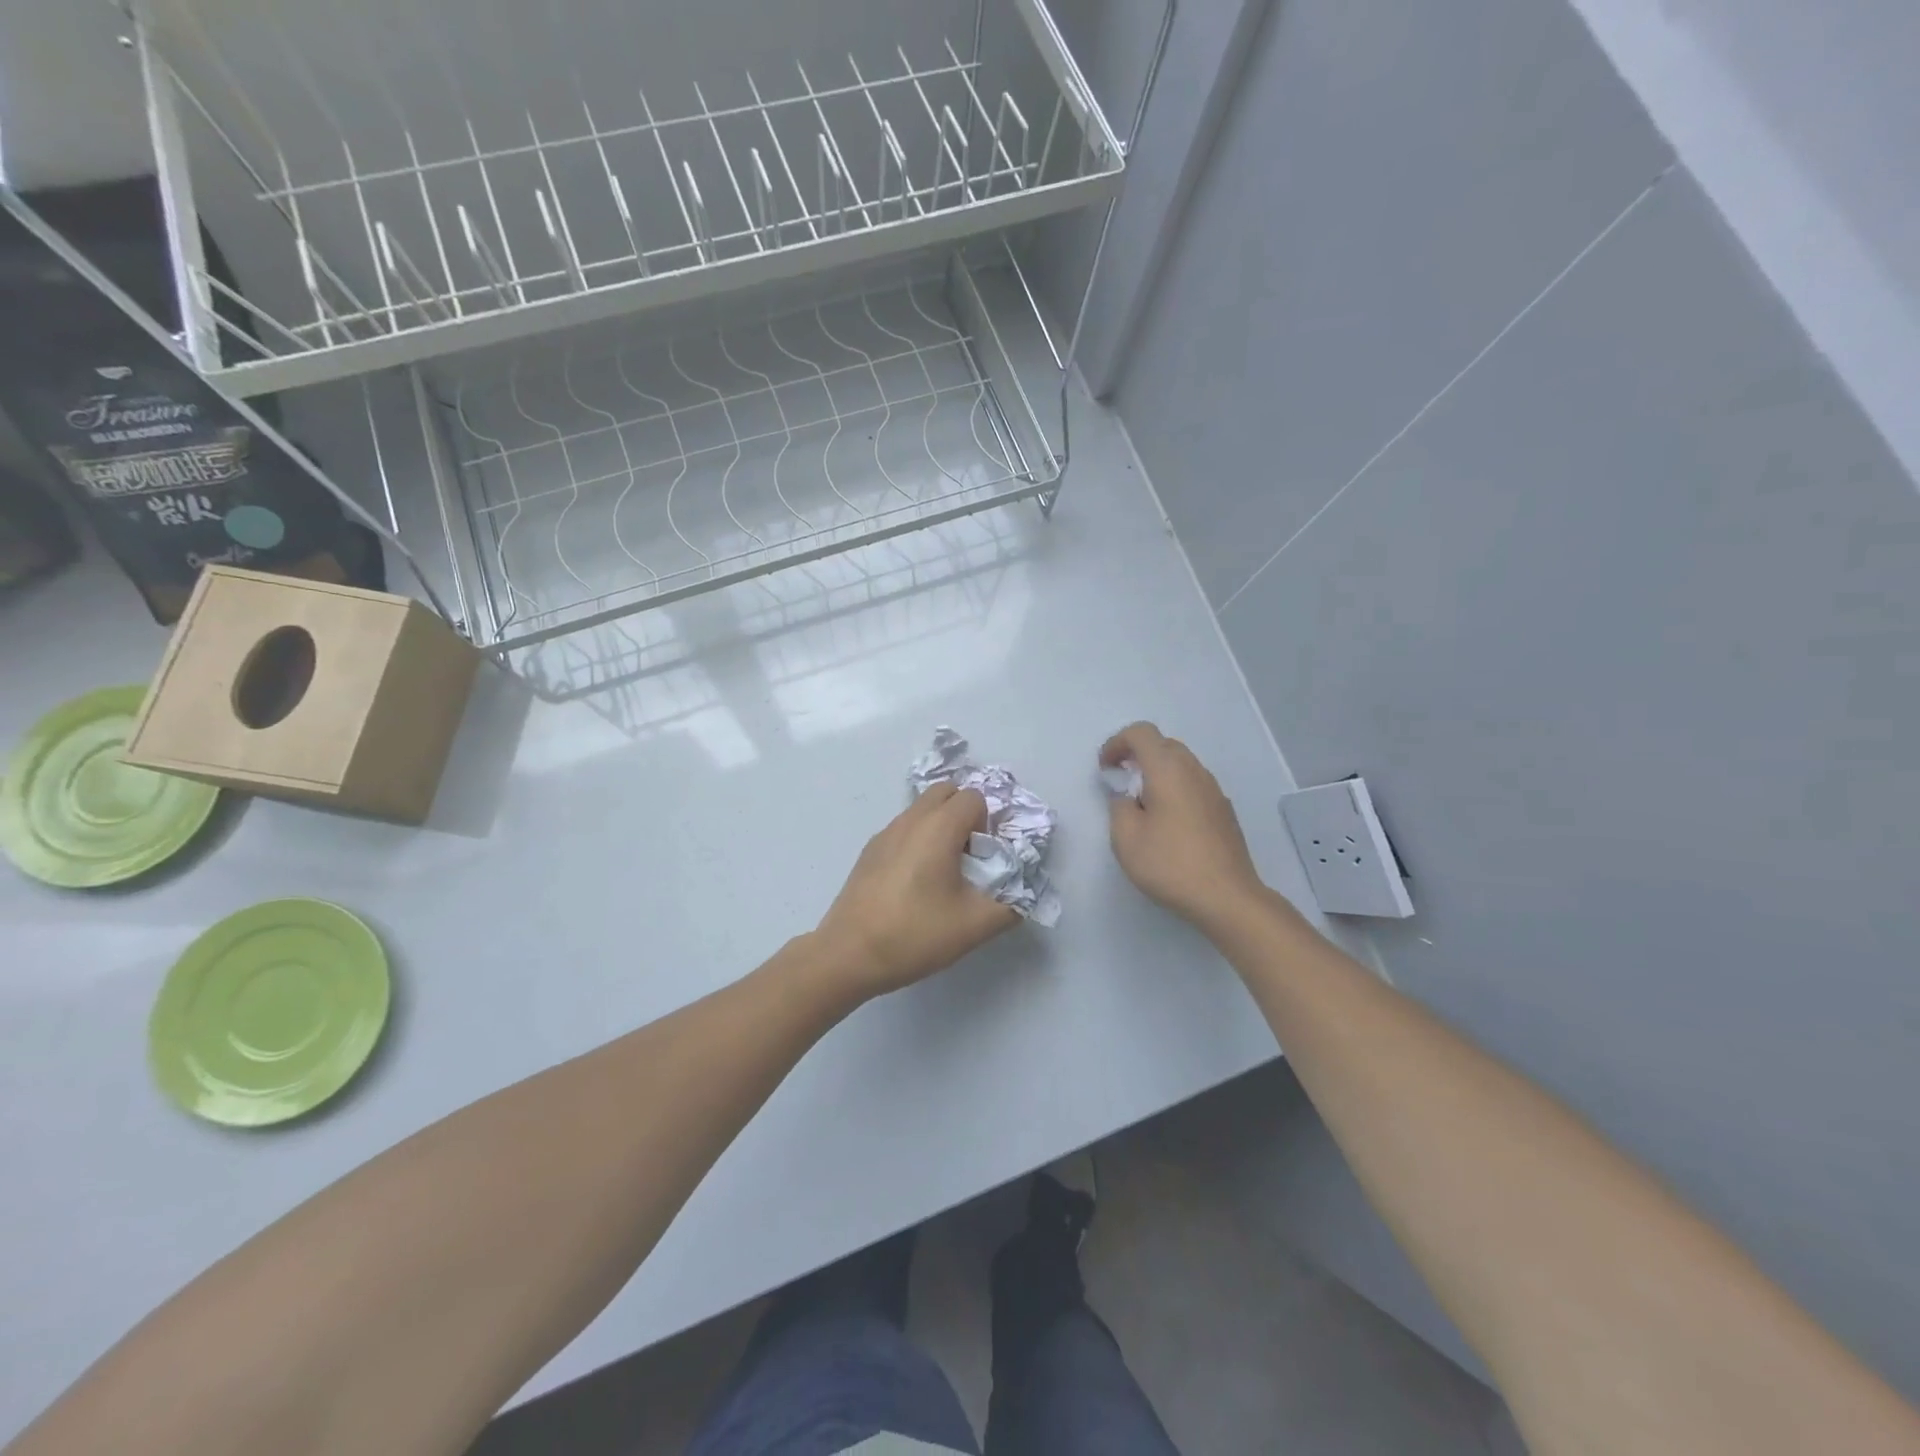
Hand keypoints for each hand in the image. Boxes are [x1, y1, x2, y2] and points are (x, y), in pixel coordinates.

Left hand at [813, 783, 1020, 998]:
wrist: (848, 954)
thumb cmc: (914, 934)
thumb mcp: (974, 926)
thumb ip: (1011, 905)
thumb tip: (1021, 893)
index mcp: (938, 827)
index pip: (974, 797)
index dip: (989, 822)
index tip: (987, 857)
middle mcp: (910, 819)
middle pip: (947, 792)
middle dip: (966, 814)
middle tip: (971, 856)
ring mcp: (885, 833)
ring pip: (923, 809)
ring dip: (942, 826)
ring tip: (945, 872)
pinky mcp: (870, 850)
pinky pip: (905, 828)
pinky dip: (919, 839)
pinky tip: (917, 882)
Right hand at [1102, 722, 1266, 926]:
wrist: (1227, 896)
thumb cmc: (1170, 864)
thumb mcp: (1125, 837)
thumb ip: (1118, 806)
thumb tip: (1127, 796)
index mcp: (1168, 769)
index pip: (1141, 733)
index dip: (1117, 743)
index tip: (1106, 769)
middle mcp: (1194, 770)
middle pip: (1163, 744)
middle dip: (1137, 756)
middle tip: (1121, 783)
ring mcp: (1213, 789)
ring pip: (1181, 764)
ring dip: (1157, 773)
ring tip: (1143, 806)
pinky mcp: (1223, 810)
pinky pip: (1193, 784)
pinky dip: (1174, 789)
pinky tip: (1168, 823)